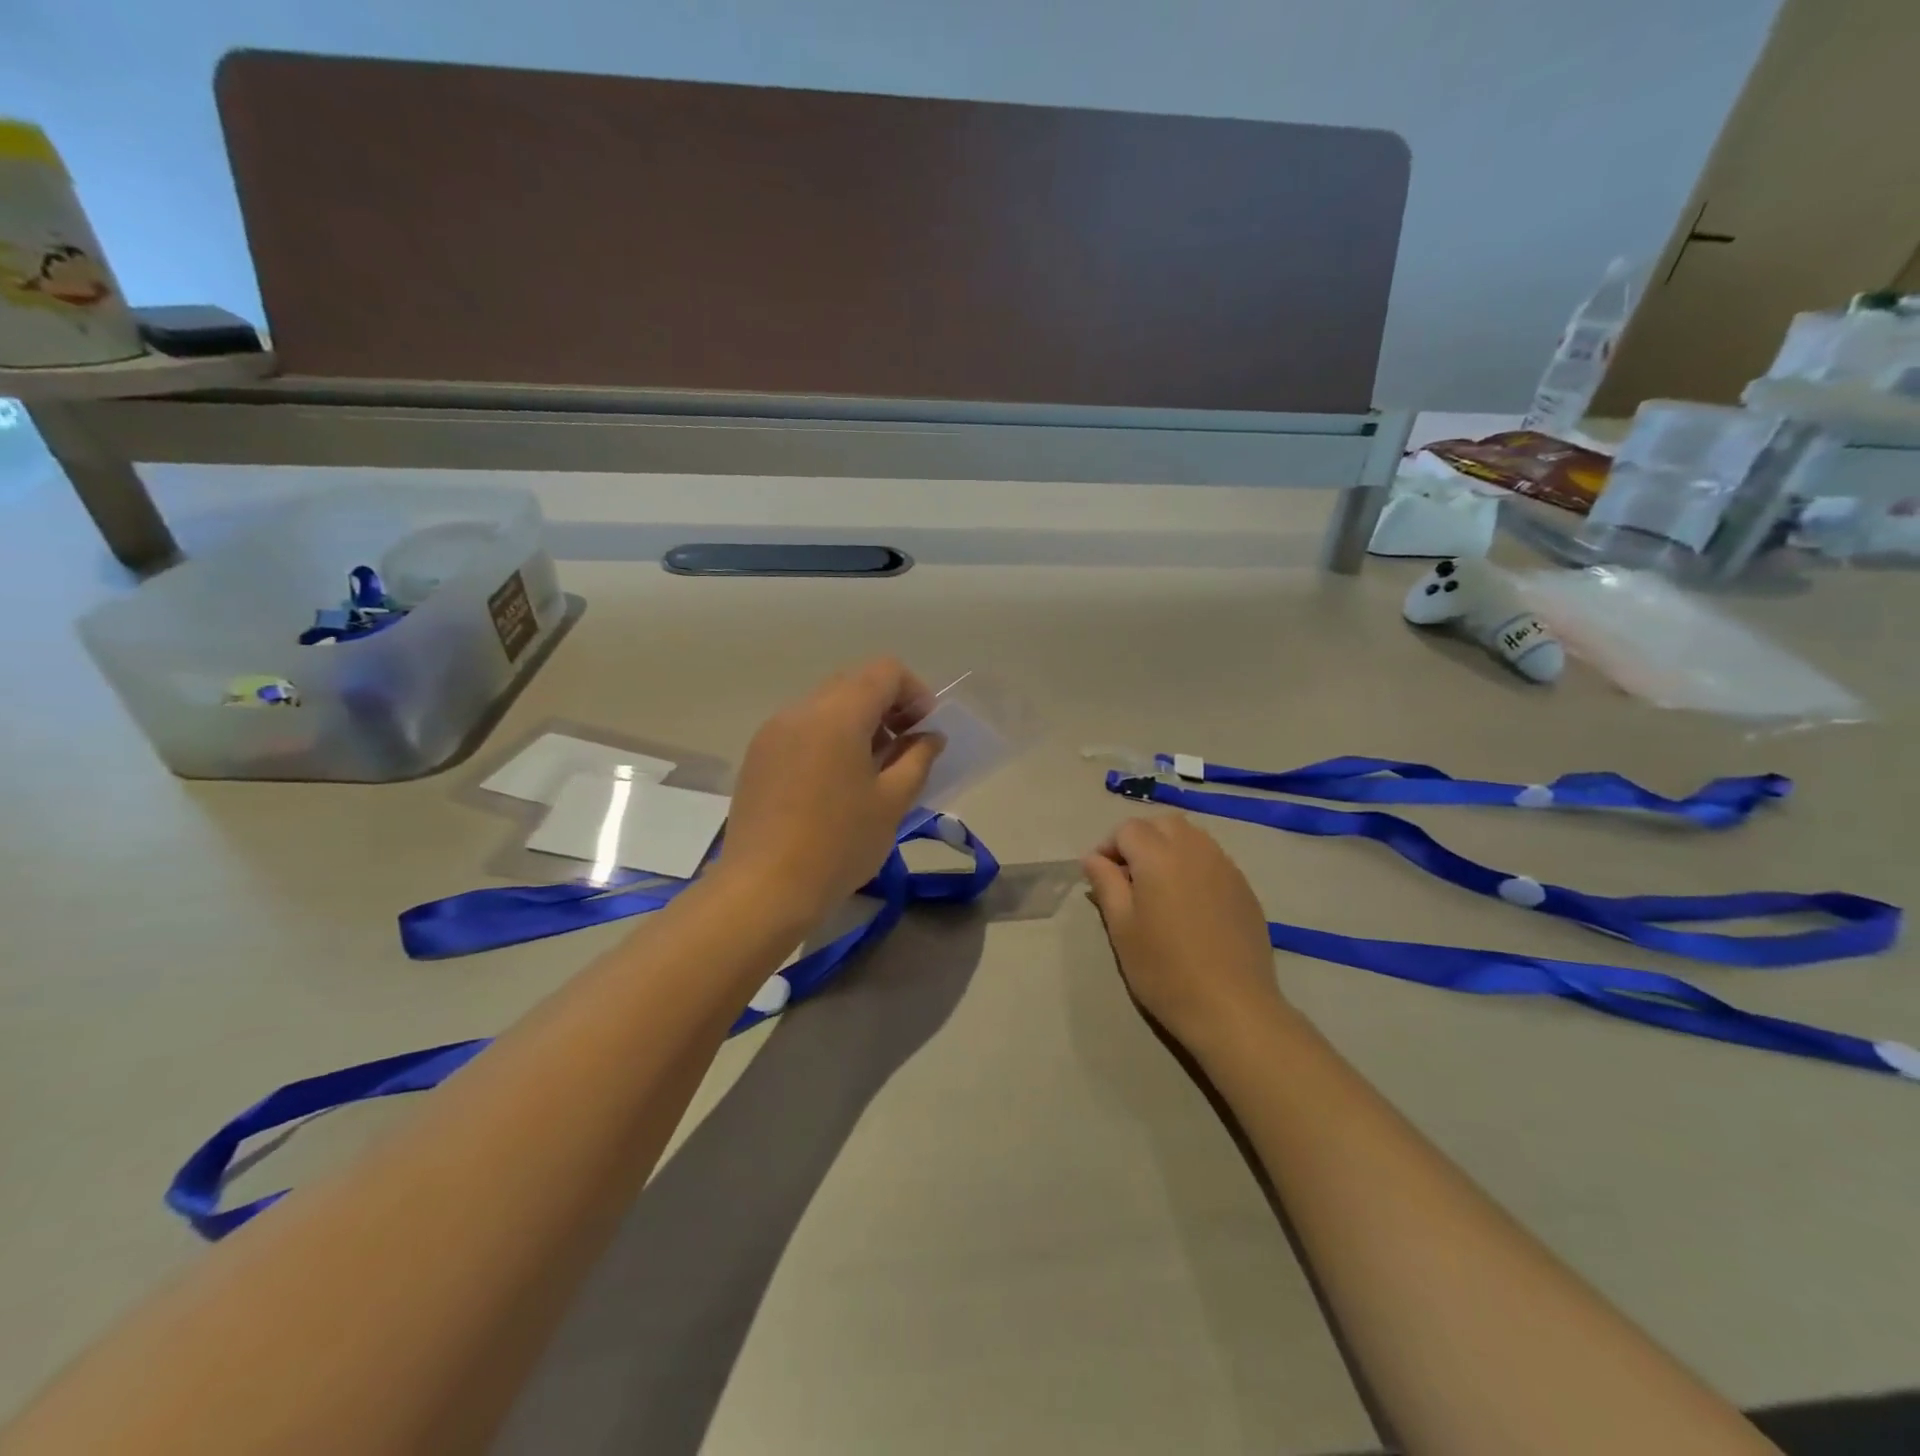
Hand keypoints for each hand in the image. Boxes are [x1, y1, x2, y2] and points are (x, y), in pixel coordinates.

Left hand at [716, 658, 944, 922]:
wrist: (763, 889)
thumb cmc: (838, 845)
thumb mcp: (892, 802)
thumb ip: (918, 759)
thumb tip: (929, 737)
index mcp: (838, 715)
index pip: (885, 671)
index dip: (915, 692)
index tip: (925, 730)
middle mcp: (801, 710)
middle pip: (854, 683)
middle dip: (887, 706)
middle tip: (904, 749)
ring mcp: (773, 732)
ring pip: (826, 705)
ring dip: (857, 723)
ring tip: (870, 770)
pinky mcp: (757, 756)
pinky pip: (802, 728)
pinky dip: (828, 739)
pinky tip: (835, 783)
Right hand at [1083, 816, 1287, 1048]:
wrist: (1231, 1007)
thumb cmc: (1164, 969)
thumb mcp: (1122, 928)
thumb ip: (1106, 884)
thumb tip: (1093, 858)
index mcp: (1158, 856)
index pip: (1127, 829)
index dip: (1109, 847)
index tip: (1102, 877)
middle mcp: (1194, 849)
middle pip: (1162, 824)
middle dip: (1141, 839)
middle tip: (1129, 876)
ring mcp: (1225, 866)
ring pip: (1191, 836)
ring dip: (1168, 848)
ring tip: (1159, 887)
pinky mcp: (1244, 888)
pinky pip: (1212, 859)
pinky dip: (1193, 865)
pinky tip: (1190, 903)